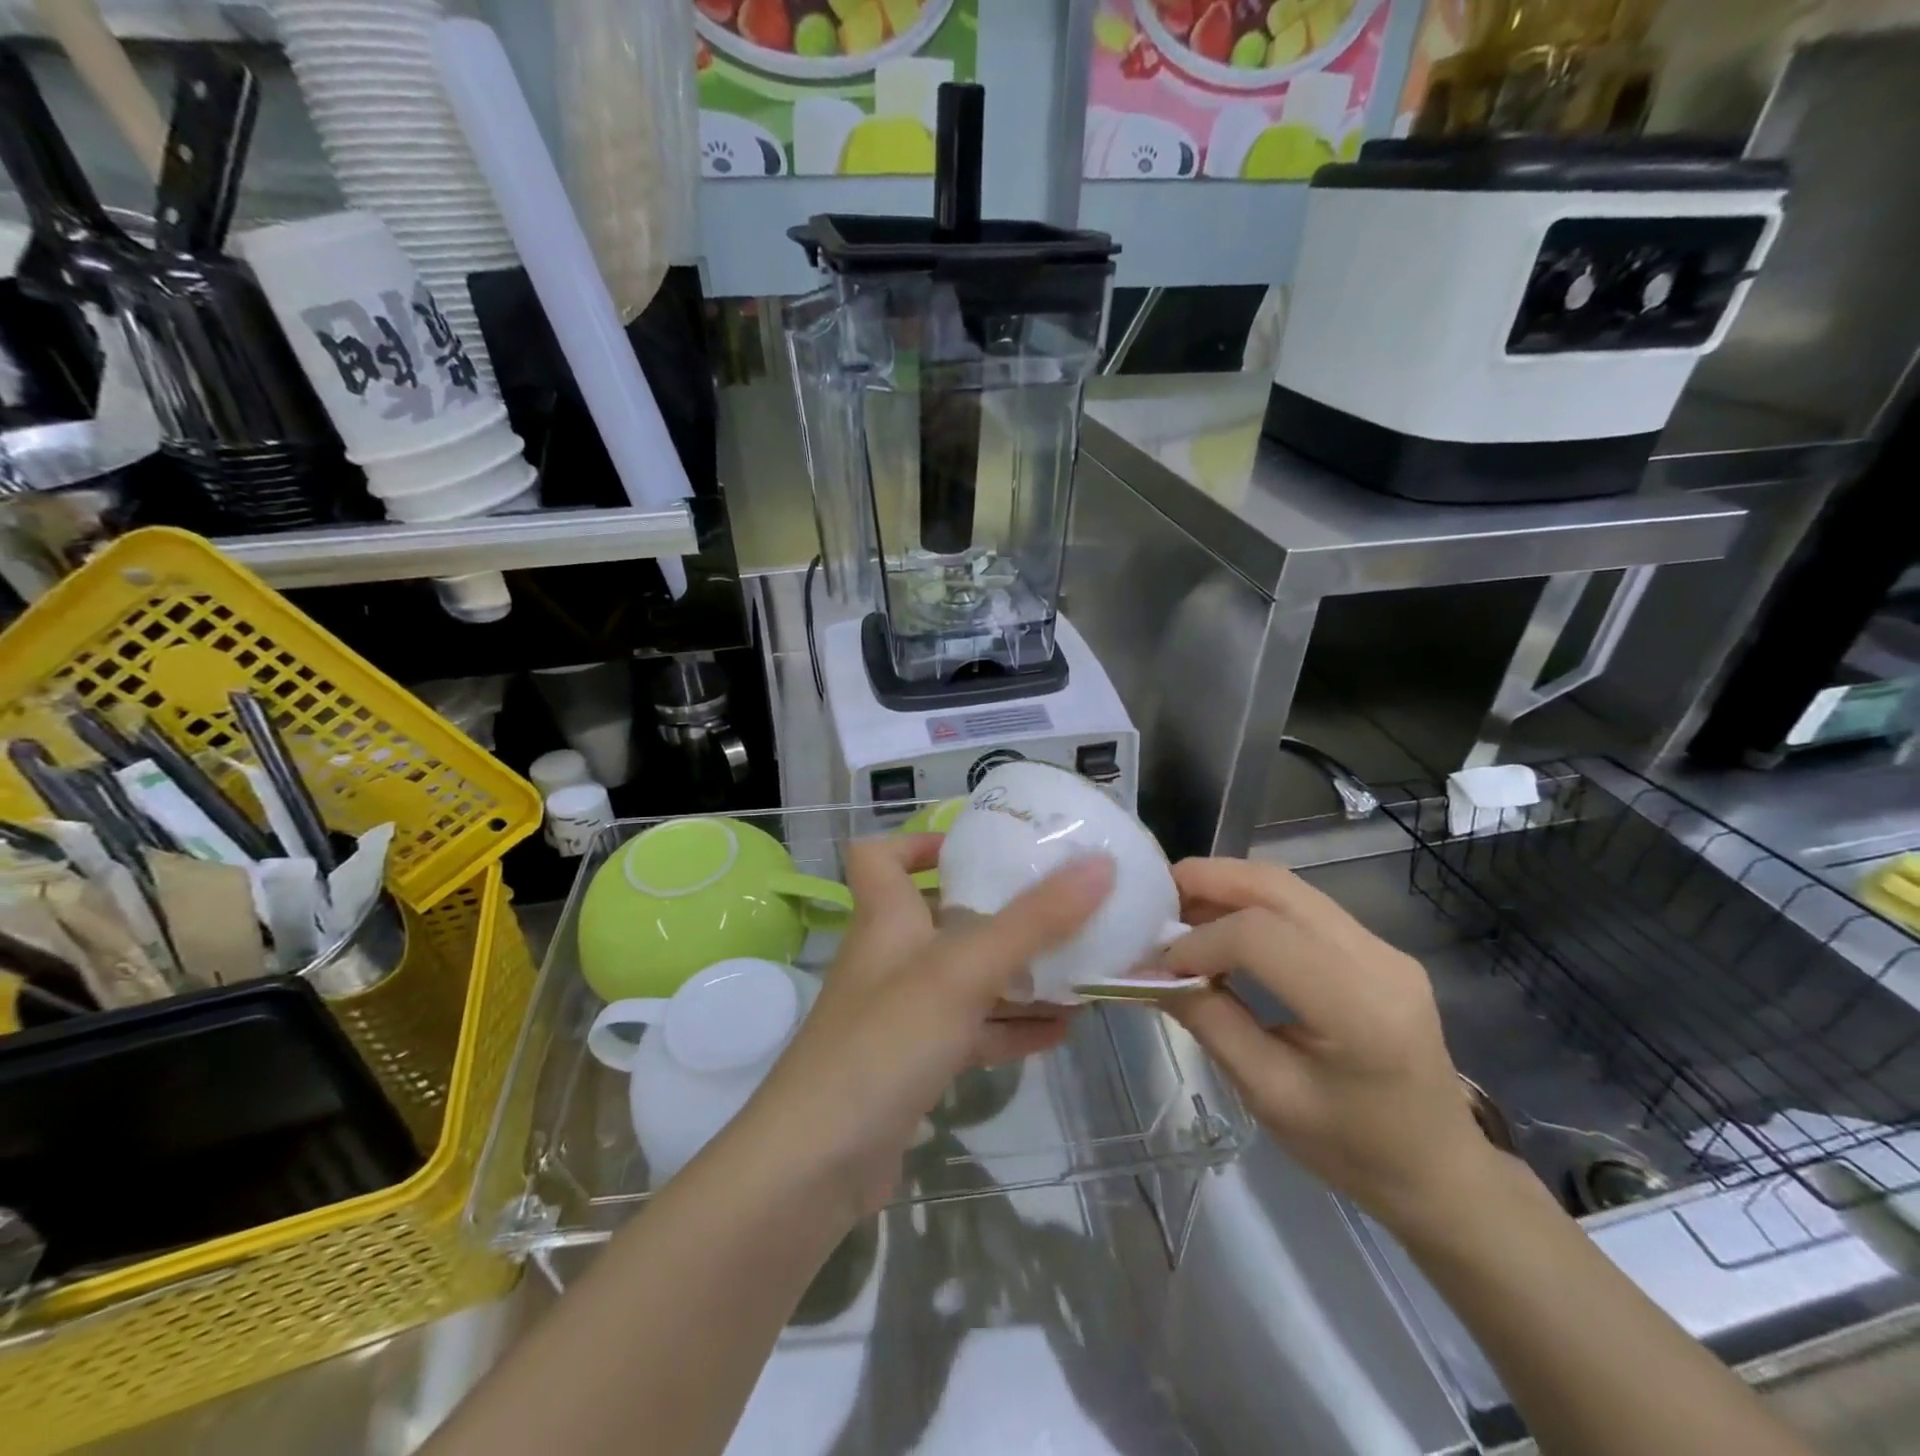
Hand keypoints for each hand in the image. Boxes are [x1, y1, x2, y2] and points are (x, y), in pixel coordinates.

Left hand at [741, 833, 1115, 1219]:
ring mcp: (903, 1012)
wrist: (818, 1163)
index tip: (977, 845)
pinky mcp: (915, 1062)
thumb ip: (1033, 920)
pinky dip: (1011, 1026)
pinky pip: (972, 1030)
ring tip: (1080, 967)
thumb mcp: (963, 970)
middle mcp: (891, 956)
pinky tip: (1062, 1031)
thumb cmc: (886, 1040)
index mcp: (886, 916)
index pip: (881, 855)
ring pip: (966, 977)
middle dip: (999, 910)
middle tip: (1060, 905)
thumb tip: (1099, 864)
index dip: (920, 841)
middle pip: (942, 914)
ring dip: (1018, 973)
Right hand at [1159, 857, 1499, 1235]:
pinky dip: (1252, 903)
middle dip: (1208, 881)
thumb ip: (1210, 1022)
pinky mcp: (1377, 947)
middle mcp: (1378, 960)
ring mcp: (1383, 947)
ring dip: (1228, 886)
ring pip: (1289, 887)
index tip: (1159, 964)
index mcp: (1359, 1009)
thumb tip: (1152, 971)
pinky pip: (1303, 906)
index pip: (1262, 938)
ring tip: (1179, 907)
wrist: (1440, 1171)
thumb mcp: (1269, 1095)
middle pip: (1278, 888)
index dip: (1200, 941)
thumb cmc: (1354, 1150)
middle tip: (1155, 896)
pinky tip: (1221, 923)